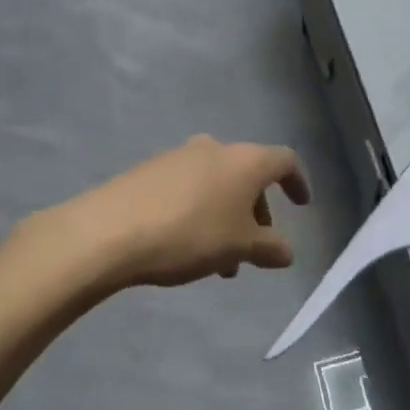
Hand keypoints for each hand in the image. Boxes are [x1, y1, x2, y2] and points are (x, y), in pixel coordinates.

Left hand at [51, 136, 311, 290]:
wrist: (108, 231)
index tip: (301, 206)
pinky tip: (187, 245)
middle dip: (257, 211)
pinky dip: (200, 211)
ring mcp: (178, 156)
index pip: (285, 160)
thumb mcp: (239, 248)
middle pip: (248, 174)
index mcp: (245, 160)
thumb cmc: (190, 235)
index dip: (297, 182)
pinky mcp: (149, 170)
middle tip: (254, 247)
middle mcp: (215, 149)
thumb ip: (270, 248)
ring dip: (227, 217)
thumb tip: (286, 251)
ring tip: (220, 261)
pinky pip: (188, 188)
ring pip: (217, 185)